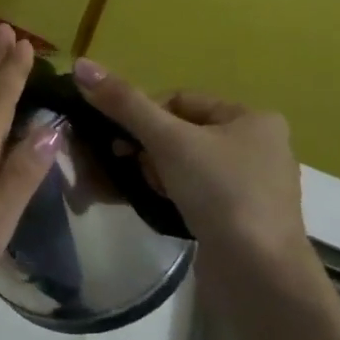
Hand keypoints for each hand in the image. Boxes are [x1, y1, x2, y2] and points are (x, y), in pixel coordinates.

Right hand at [72, 59, 320, 303]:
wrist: (259, 274)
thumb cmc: (219, 193)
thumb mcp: (168, 141)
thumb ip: (124, 103)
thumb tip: (81, 65)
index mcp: (252, 118)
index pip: (179, 100)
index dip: (143, 115)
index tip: (122, 140)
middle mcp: (258, 146)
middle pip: (180, 132)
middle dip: (147, 148)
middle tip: (129, 166)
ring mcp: (252, 185)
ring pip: (184, 163)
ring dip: (155, 172)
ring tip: (146, 190)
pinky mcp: (241, 217)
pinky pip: (195, 191)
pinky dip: (171, 194)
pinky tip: (159, 206)